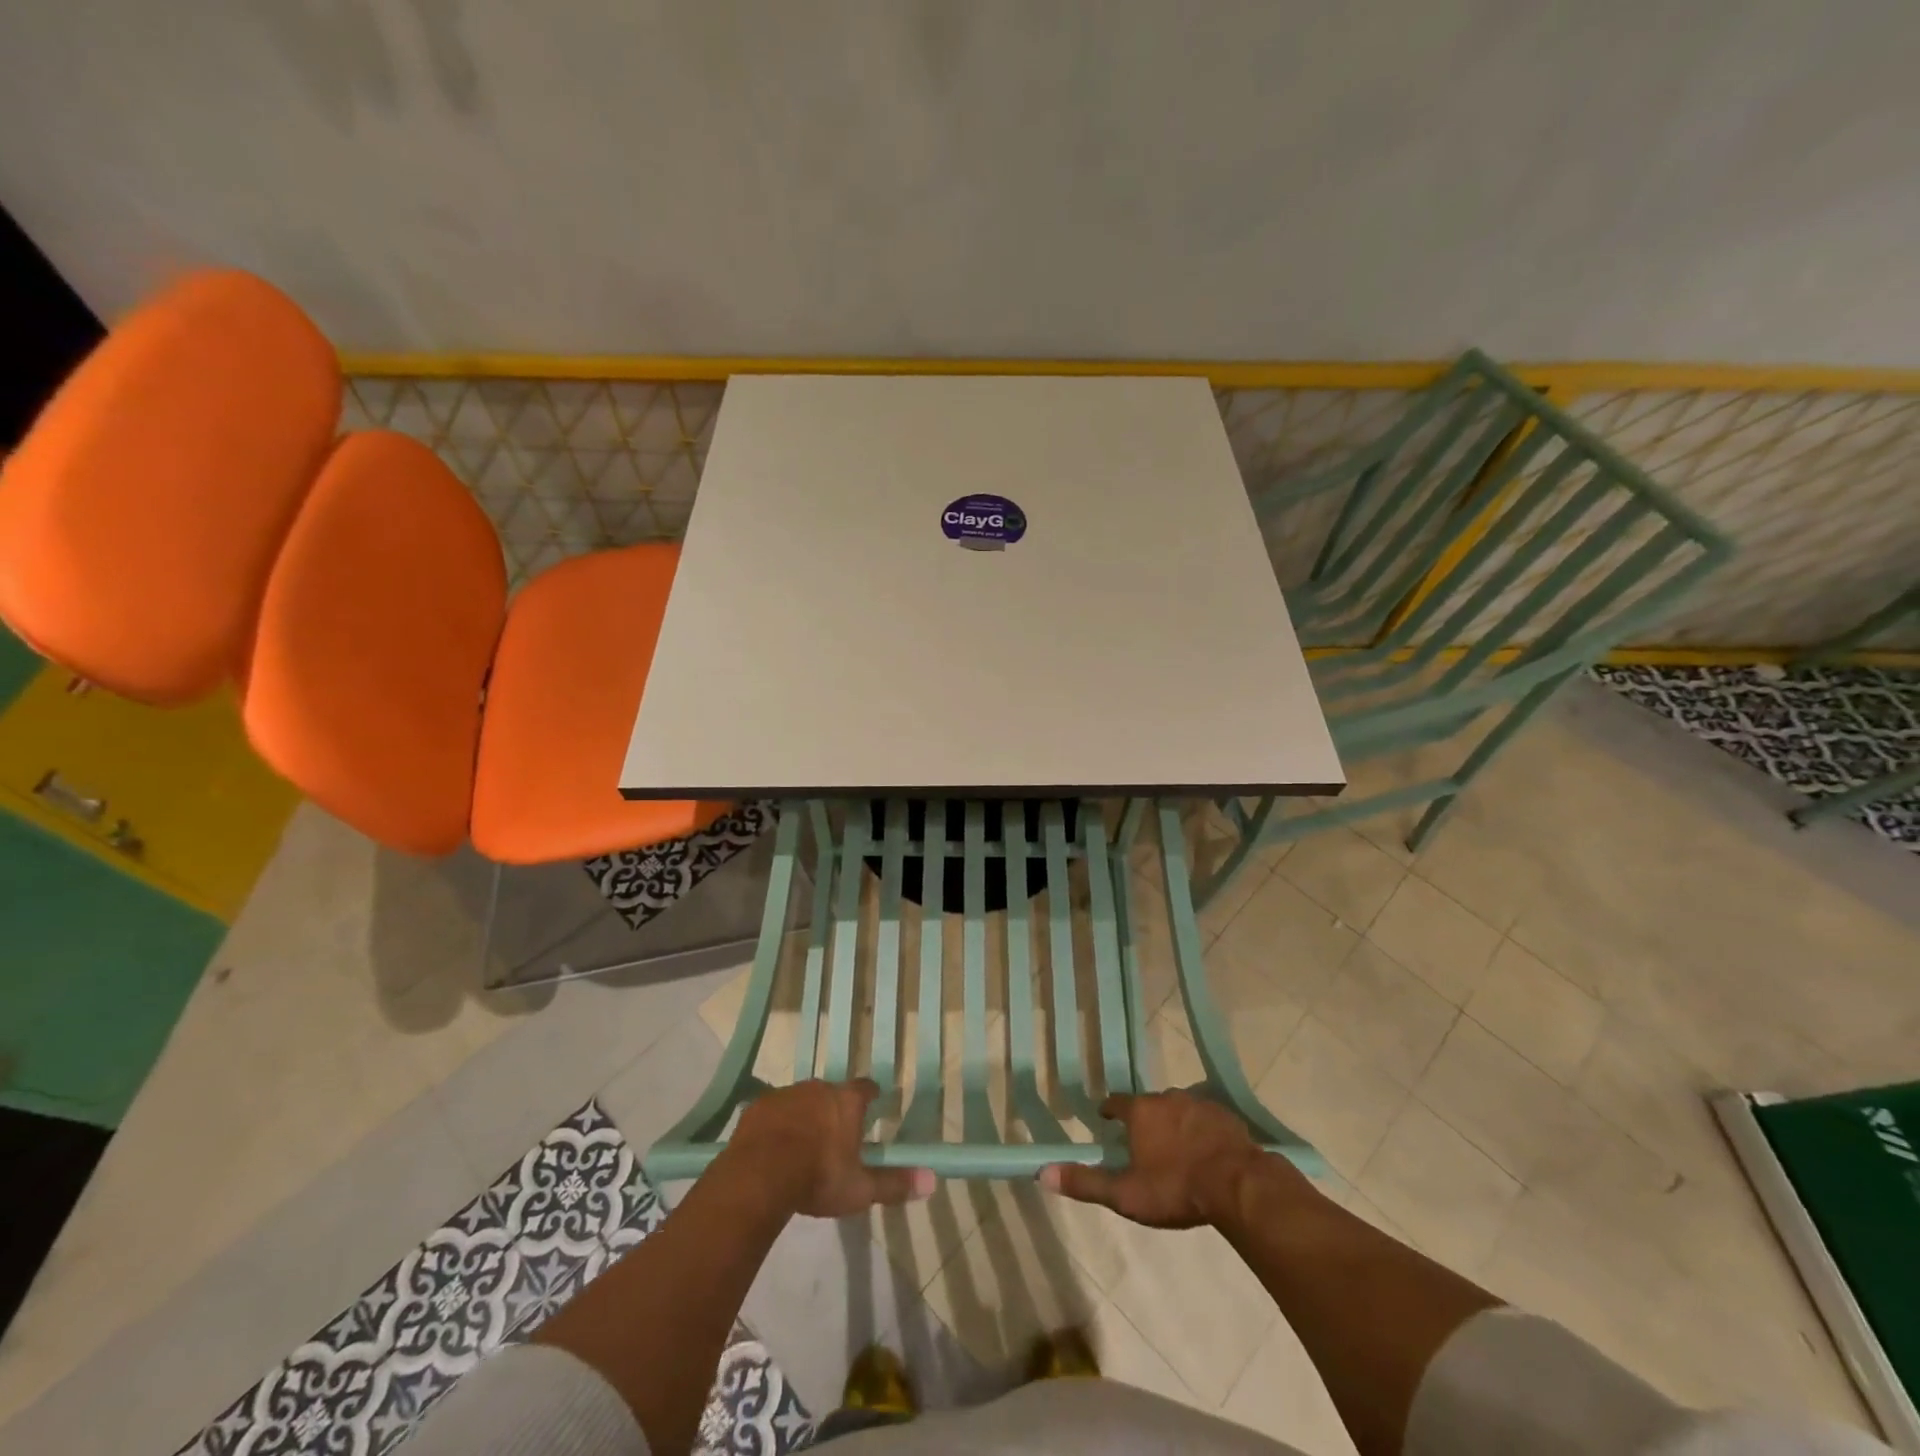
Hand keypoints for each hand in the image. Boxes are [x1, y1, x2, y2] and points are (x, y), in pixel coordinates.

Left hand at [728, 1079, 934, 1218]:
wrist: (759, 1176)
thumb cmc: (817, 1178)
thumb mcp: (859, 1189)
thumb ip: (894, 1183)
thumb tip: (932, 1180)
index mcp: (847, 1102)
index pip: (865, 1089)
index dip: (870, 1097)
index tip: (872, 1105)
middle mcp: (819, 1088)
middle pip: (832, 1093)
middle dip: (833, 1109)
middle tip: (834, 1134)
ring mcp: (787, 1094)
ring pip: (802, 1100)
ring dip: (805, 1115)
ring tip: (802, 1144)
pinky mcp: (760, 1106)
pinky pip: (774, 1111)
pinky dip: (778, 1124)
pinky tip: (773, 1147)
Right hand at [1039, 1090, 1291, 1227]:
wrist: (1238, 1185)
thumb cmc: (1176, 1189)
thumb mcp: (1126, 1194)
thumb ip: (1086, 1183)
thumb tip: (1042, 1173)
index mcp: (1140, 1112)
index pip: (1116, 1102)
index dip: (1110, 1111)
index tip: (1107, 1120)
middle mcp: (1166, 1098)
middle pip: (1149, 1105)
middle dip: (1145, 1120)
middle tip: (1144, 1142)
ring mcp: (1198, 1103)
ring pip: (1179, 1109)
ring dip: (1174, 1124)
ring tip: (1177, 1148)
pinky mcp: (1226, 1115)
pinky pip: (1206, 1119)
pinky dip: (1202, 1131)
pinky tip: (1207, 1152)